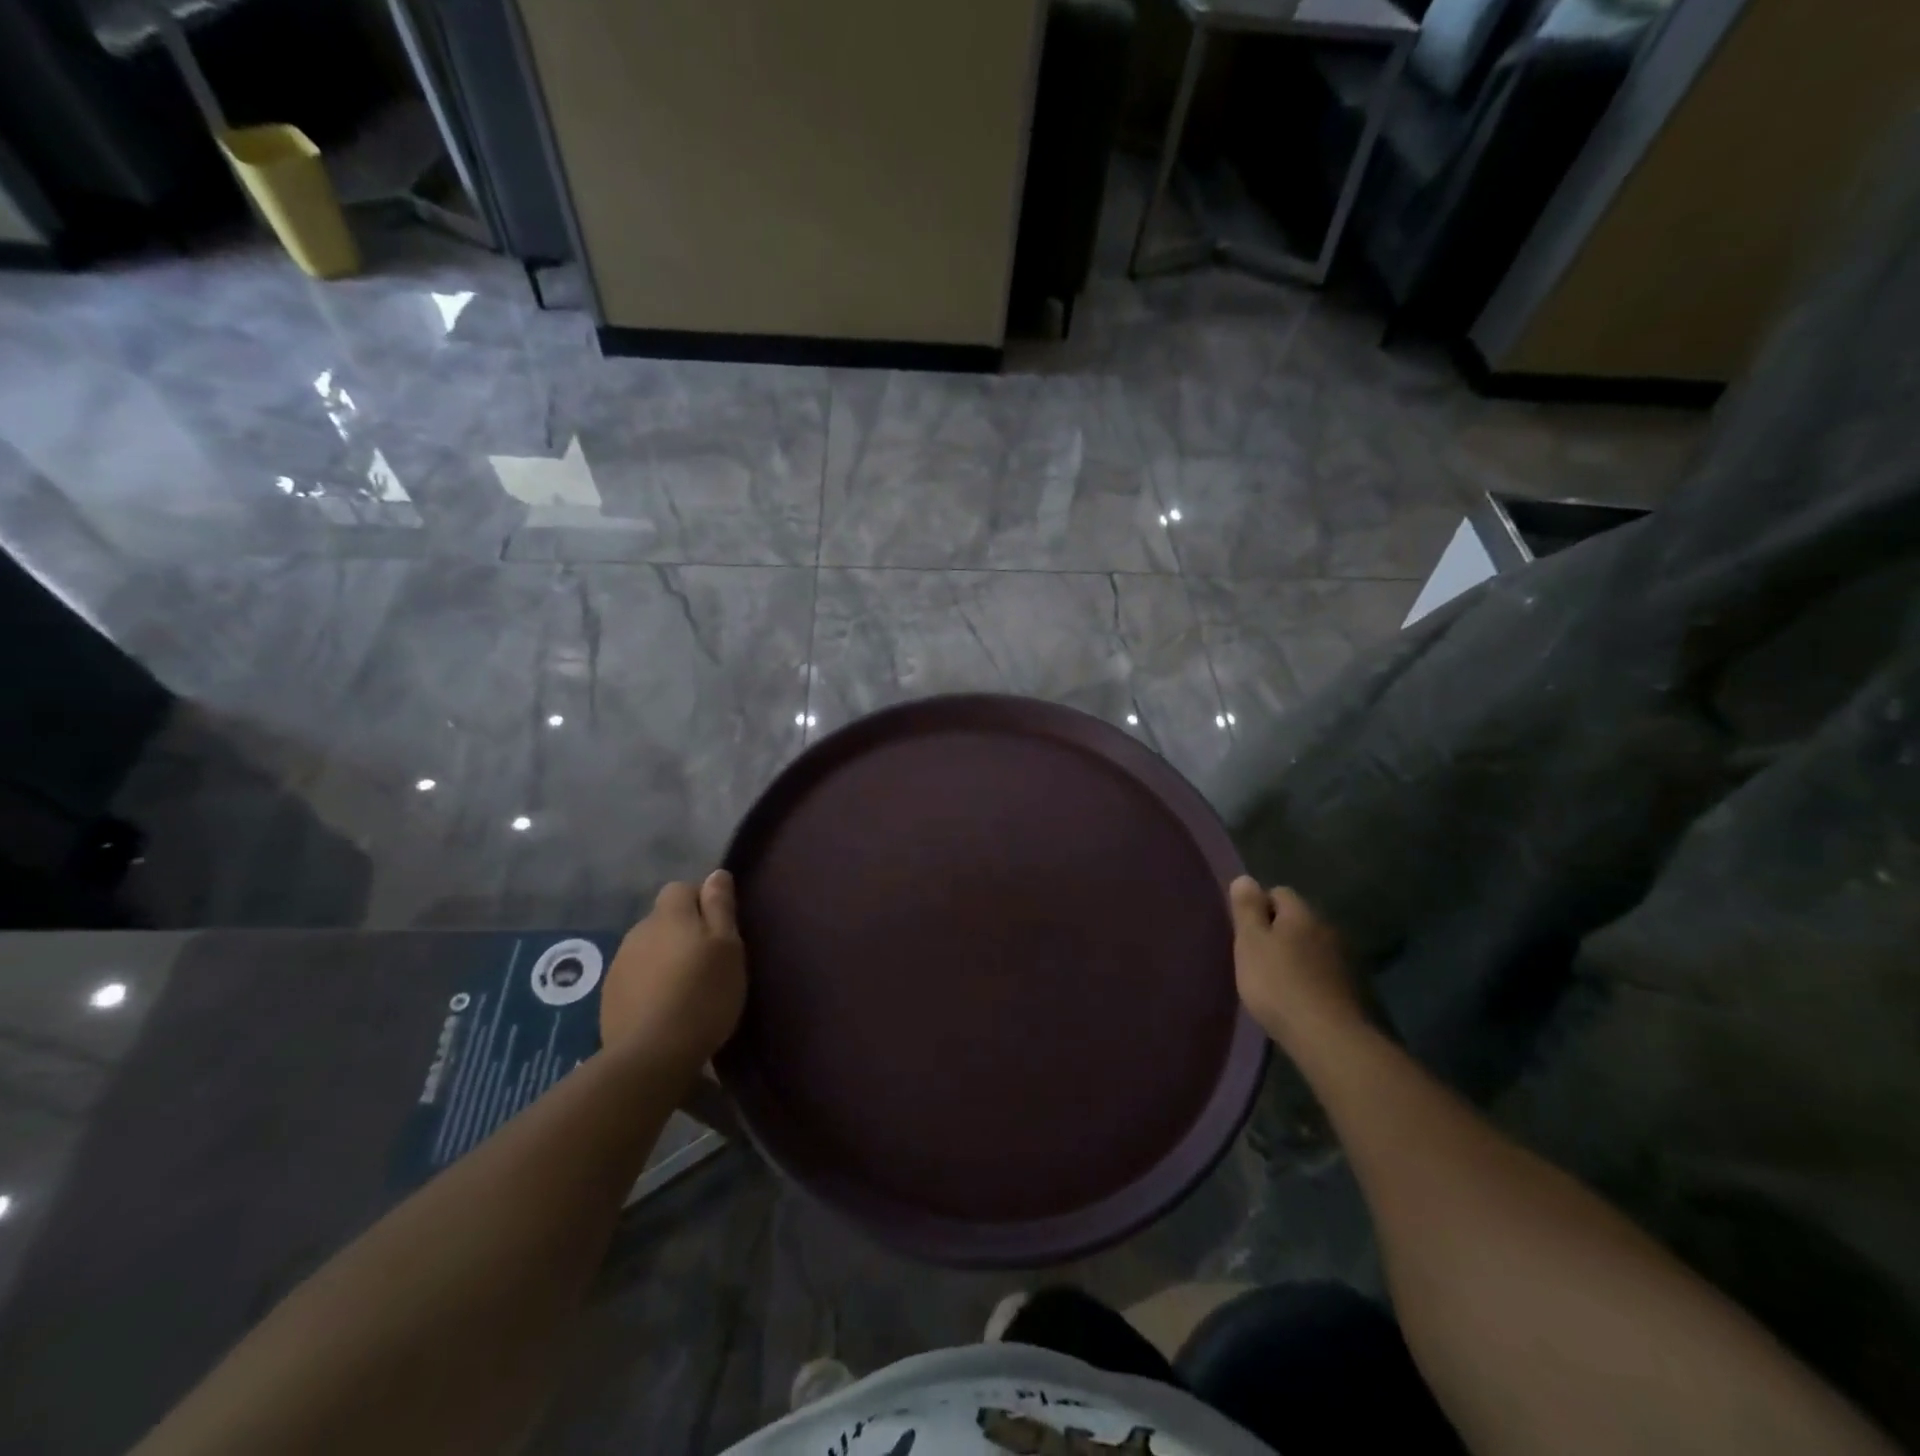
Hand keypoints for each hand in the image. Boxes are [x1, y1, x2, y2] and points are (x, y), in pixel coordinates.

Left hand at [602, 871, 745, 1070]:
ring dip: (665, 959)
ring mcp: (619, 964)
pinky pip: (635, 977)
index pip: (681, 888)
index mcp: (669, 915)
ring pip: (648, 948)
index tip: (719, 930)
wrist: (651, 1054)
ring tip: (686, 989)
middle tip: (707, 962)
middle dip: (683, 932)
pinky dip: (649, 984)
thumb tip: (716, 873)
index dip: (701, 903)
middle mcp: (639, 931)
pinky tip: (664, 1008)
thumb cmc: (703, 994)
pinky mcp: (609, 996)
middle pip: (664, 919)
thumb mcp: (728, 947)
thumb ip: (720, 906)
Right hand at [1228, 877, 1364, 1047]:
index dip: (1259, 907)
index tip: (1246, 932)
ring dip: (1298, 956)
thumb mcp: (1250, 943)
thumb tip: (1245, 878)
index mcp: (1302, 914)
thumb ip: (1247, 909)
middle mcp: (1328, 928)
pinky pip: (1326, 972)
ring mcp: (1346, 959)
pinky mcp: (1356, 989)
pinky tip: (1300, 999)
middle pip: (1298, 919)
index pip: (1279, 892)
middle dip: (1279, 931)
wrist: (1330, 1038)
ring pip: (1314, 946)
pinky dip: (1312, 978)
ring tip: (1278, 981)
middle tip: (1258, 957)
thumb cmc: (1279, 984)